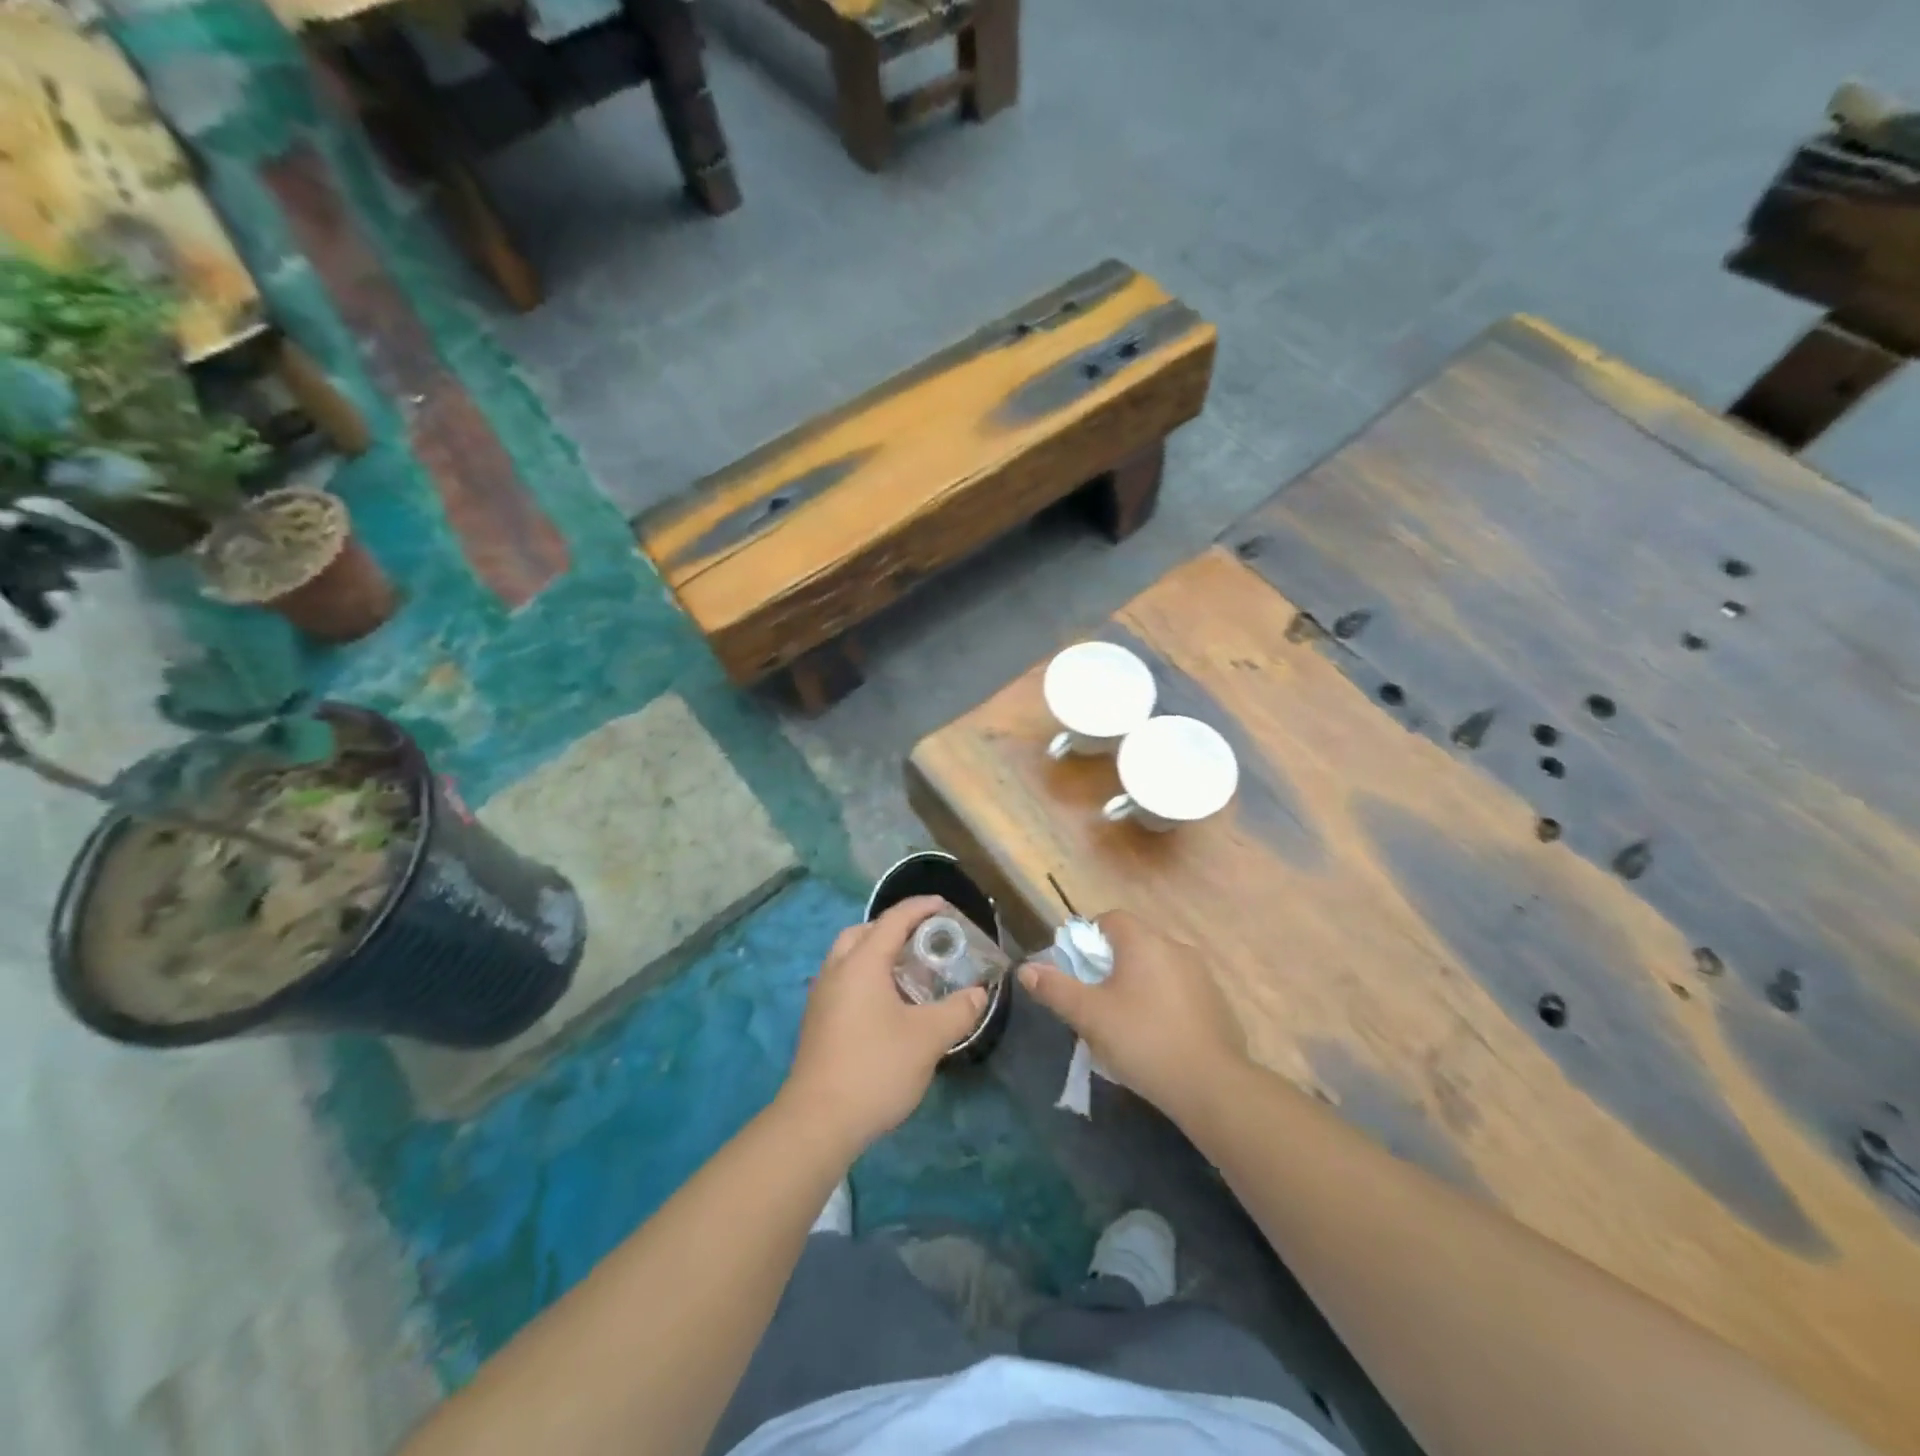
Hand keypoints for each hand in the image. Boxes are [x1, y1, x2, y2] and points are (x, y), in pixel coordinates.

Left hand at [780, 896, 989, 1155]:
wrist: (818, 1121)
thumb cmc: (875, 1068)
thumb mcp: (928, 1038)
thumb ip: (958, 1010)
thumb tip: (978, 994)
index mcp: (862, 963)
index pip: (893, 920)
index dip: (920, 908)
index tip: (945, 905)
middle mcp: (837, 971)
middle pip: (863, 932)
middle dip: (893, 928)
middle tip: (923, 940)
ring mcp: (822, 997)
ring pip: (849, 957)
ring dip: (877, 954)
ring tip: (909, 972)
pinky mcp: (817, 1022)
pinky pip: (843, 981)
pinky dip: (866, 977)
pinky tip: (888, 1005)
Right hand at [1018, 909, 1245, 1115]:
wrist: (1211, 1085)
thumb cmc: (1142, 1040)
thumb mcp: (1089, 1016)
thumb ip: (1055, 989)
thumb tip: (1026, 969)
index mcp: (1143, 941)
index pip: (1110, 919)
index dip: (1088, 939)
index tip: (1078, 971)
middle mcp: (1174, 946)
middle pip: (1134, 941)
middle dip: (1111, 964)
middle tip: (1095, 999)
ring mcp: (1201, 973)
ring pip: (1157, 966)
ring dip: (1138, 982)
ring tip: (1124, 1020)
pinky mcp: (1217, 1001)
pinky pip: (1179, 988)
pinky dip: (1163, 1000)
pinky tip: (1157, 1034)